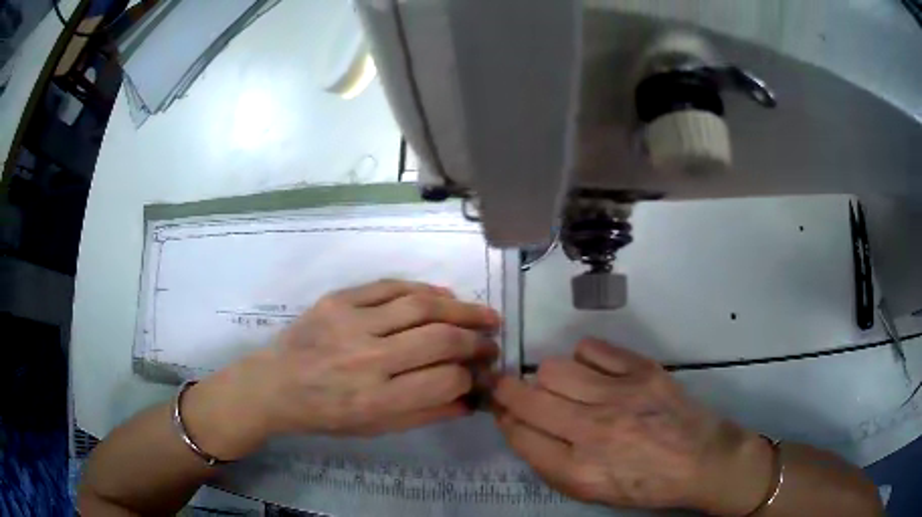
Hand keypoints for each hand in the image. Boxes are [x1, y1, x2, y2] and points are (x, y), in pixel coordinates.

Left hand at [185, 279, 499, 459]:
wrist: (275, 385)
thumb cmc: (326, 414)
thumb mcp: (375, 428)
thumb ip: (425, 414)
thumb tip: (470, 399)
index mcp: (376, 400)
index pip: (444, 381)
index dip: (471, 375)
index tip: (481, 372)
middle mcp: (367, 360)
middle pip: (439, 340)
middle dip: (476, 340)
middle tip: (492, 340)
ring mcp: (351, 324)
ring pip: (420, 306)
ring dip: (460, 309)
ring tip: (483, 314)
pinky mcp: (338, 300)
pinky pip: (390, 286)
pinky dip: (423, 290)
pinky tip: (444, 296)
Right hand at [493, 339, 773, 514]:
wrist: (701, 460)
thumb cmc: (644, 485)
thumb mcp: (592, 493)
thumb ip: (550, 464)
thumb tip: (520, 427)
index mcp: (578, 470)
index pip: (518, 434)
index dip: (502, 417)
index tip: (501, 409)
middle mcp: (593, 431)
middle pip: (526, 397)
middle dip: (506, 390)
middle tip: (509, 387)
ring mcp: (620, 396)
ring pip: (554, 368)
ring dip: (548, 378)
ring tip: (564, 386)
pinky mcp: (642, 370)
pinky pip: (591, 349)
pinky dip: (584, 358)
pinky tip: (594, 372)